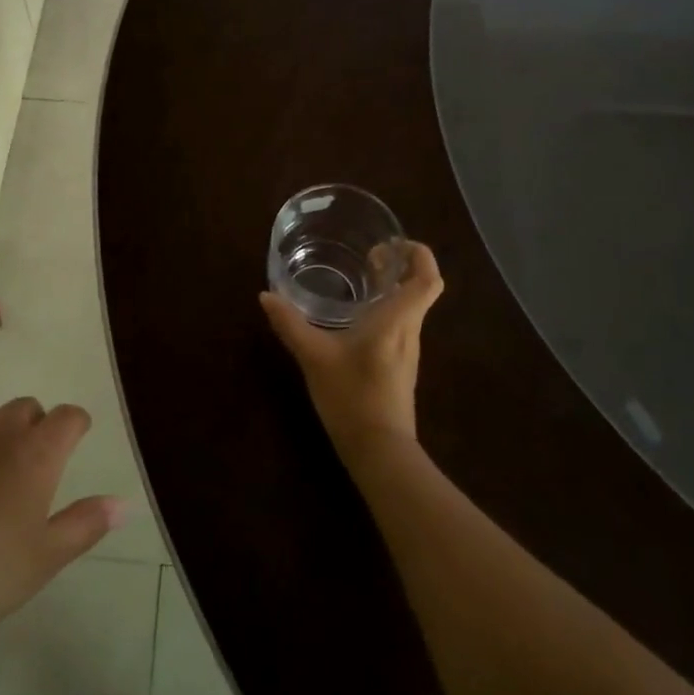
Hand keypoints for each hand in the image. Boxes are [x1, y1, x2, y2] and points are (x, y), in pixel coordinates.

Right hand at [260, 241, 443, 458]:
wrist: (379, 450)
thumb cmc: (352, 396)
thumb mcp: (314, 356)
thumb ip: (290, 324)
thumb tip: (266, 295)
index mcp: (397, 320)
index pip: (427, 278)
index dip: (418, 254)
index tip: (393, 244)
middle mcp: (409, 331)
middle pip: (420, 290)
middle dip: (400, 267)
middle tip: (369, 257)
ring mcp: (407, 351)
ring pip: (410, 309)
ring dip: (392, 290)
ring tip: (360, 281)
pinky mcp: (399, 367)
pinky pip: (400, 327)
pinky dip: (385, 312)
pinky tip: (356, 320)